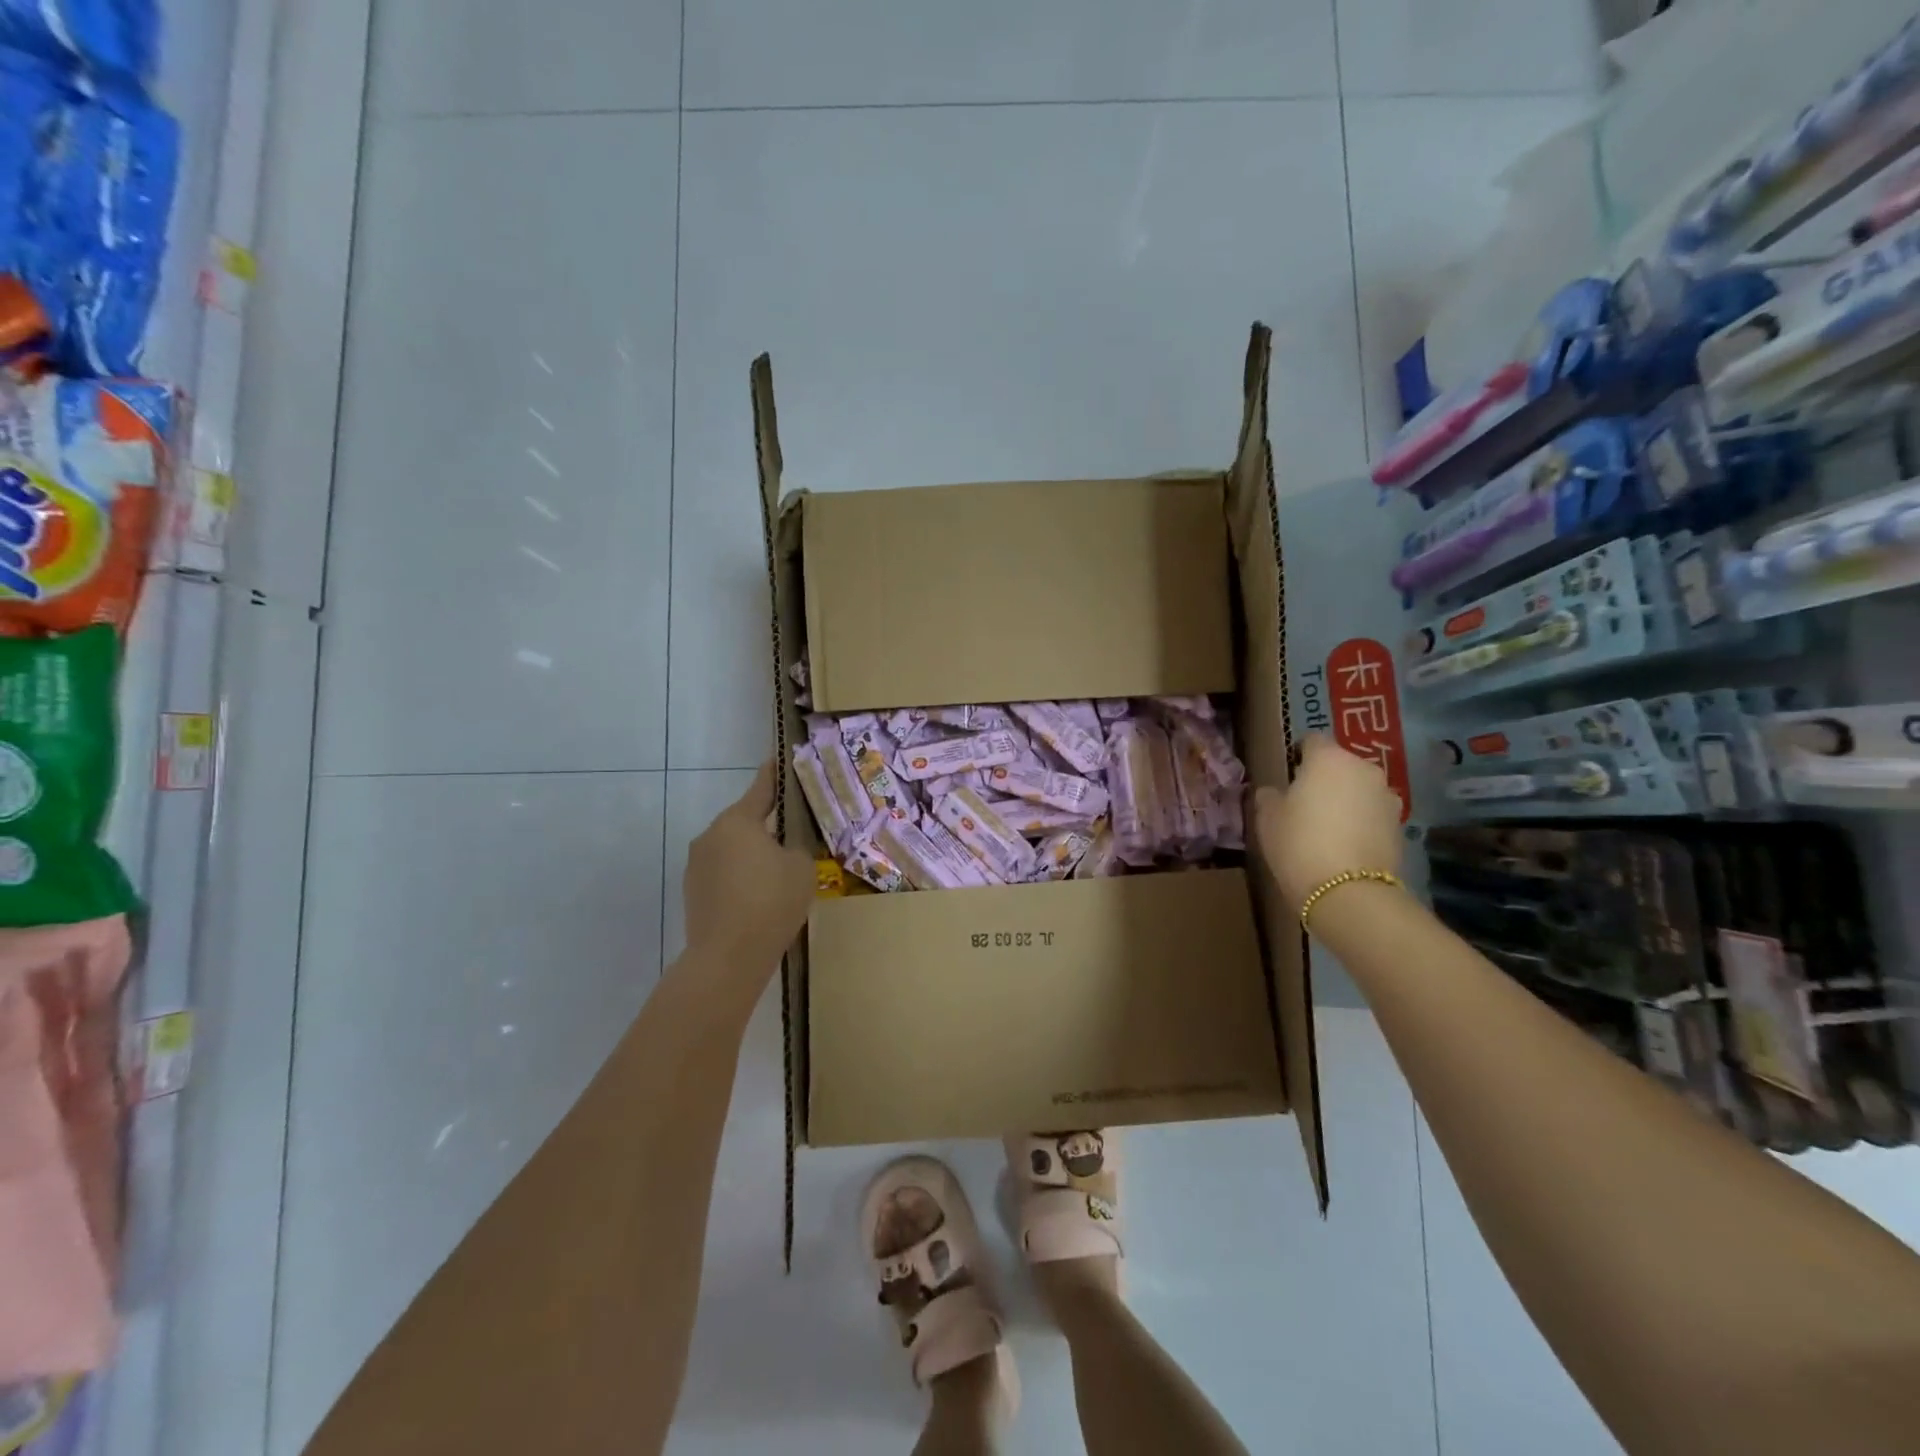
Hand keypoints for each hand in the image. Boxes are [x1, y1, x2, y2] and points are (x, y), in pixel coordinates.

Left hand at [684, 762, 813, 970]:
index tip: (778, 760)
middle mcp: (710, 835)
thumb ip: (796, 847)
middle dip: (767, 826)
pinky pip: (722, 872)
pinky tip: (758, 897)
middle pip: (745, 821)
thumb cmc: (771, 902)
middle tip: (792, 835)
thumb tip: (785, 846)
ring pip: (732, 848)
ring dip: (751, 854)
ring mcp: (696, 864)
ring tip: (777, 874)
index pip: (761, 788)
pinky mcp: (692, 891)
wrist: (728, 957)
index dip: (774, 775)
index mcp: (737, 821)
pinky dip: (739, 877)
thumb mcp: (802, 868)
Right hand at [1255, 735, 1404, 913]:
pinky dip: (1361, 822)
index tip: (1287, 777)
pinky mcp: (1400, 825)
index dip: (1298, 756)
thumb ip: (1269, 795)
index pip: (1312, 741)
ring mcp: (1387, 797)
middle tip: (1305, 804)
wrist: (1348, 892)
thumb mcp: (1267, 817)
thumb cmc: (1298, 843)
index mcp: (1329, 758)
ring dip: (1346, 799)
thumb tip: (1274, 791)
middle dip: (1325, 778)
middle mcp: (1364, 769)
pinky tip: (1345, 845)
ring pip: (1359, 789)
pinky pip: (1373, 813)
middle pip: (1340, 764)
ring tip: (1328, 827)